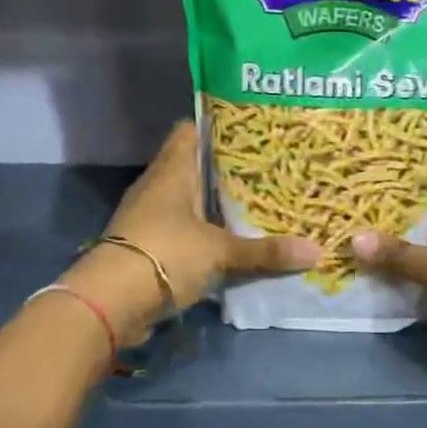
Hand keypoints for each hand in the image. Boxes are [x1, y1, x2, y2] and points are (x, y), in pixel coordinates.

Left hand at [57, 120, 318, 345]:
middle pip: (194, 164)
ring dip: (214, 200)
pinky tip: (231, 236)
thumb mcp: (221, 252)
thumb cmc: (165, 255)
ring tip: (256, 198)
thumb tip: (317, 252)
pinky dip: (204, 228)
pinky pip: (183, 225)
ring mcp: (150, 214)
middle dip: (227, 166)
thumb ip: (266, 251)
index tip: (252, 127)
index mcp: (173, 169)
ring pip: (188, 196)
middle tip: (268, 165)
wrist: (109, 302)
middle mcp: (159, 184)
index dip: (219, 125)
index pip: (192, 130)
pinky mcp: (148, 243)